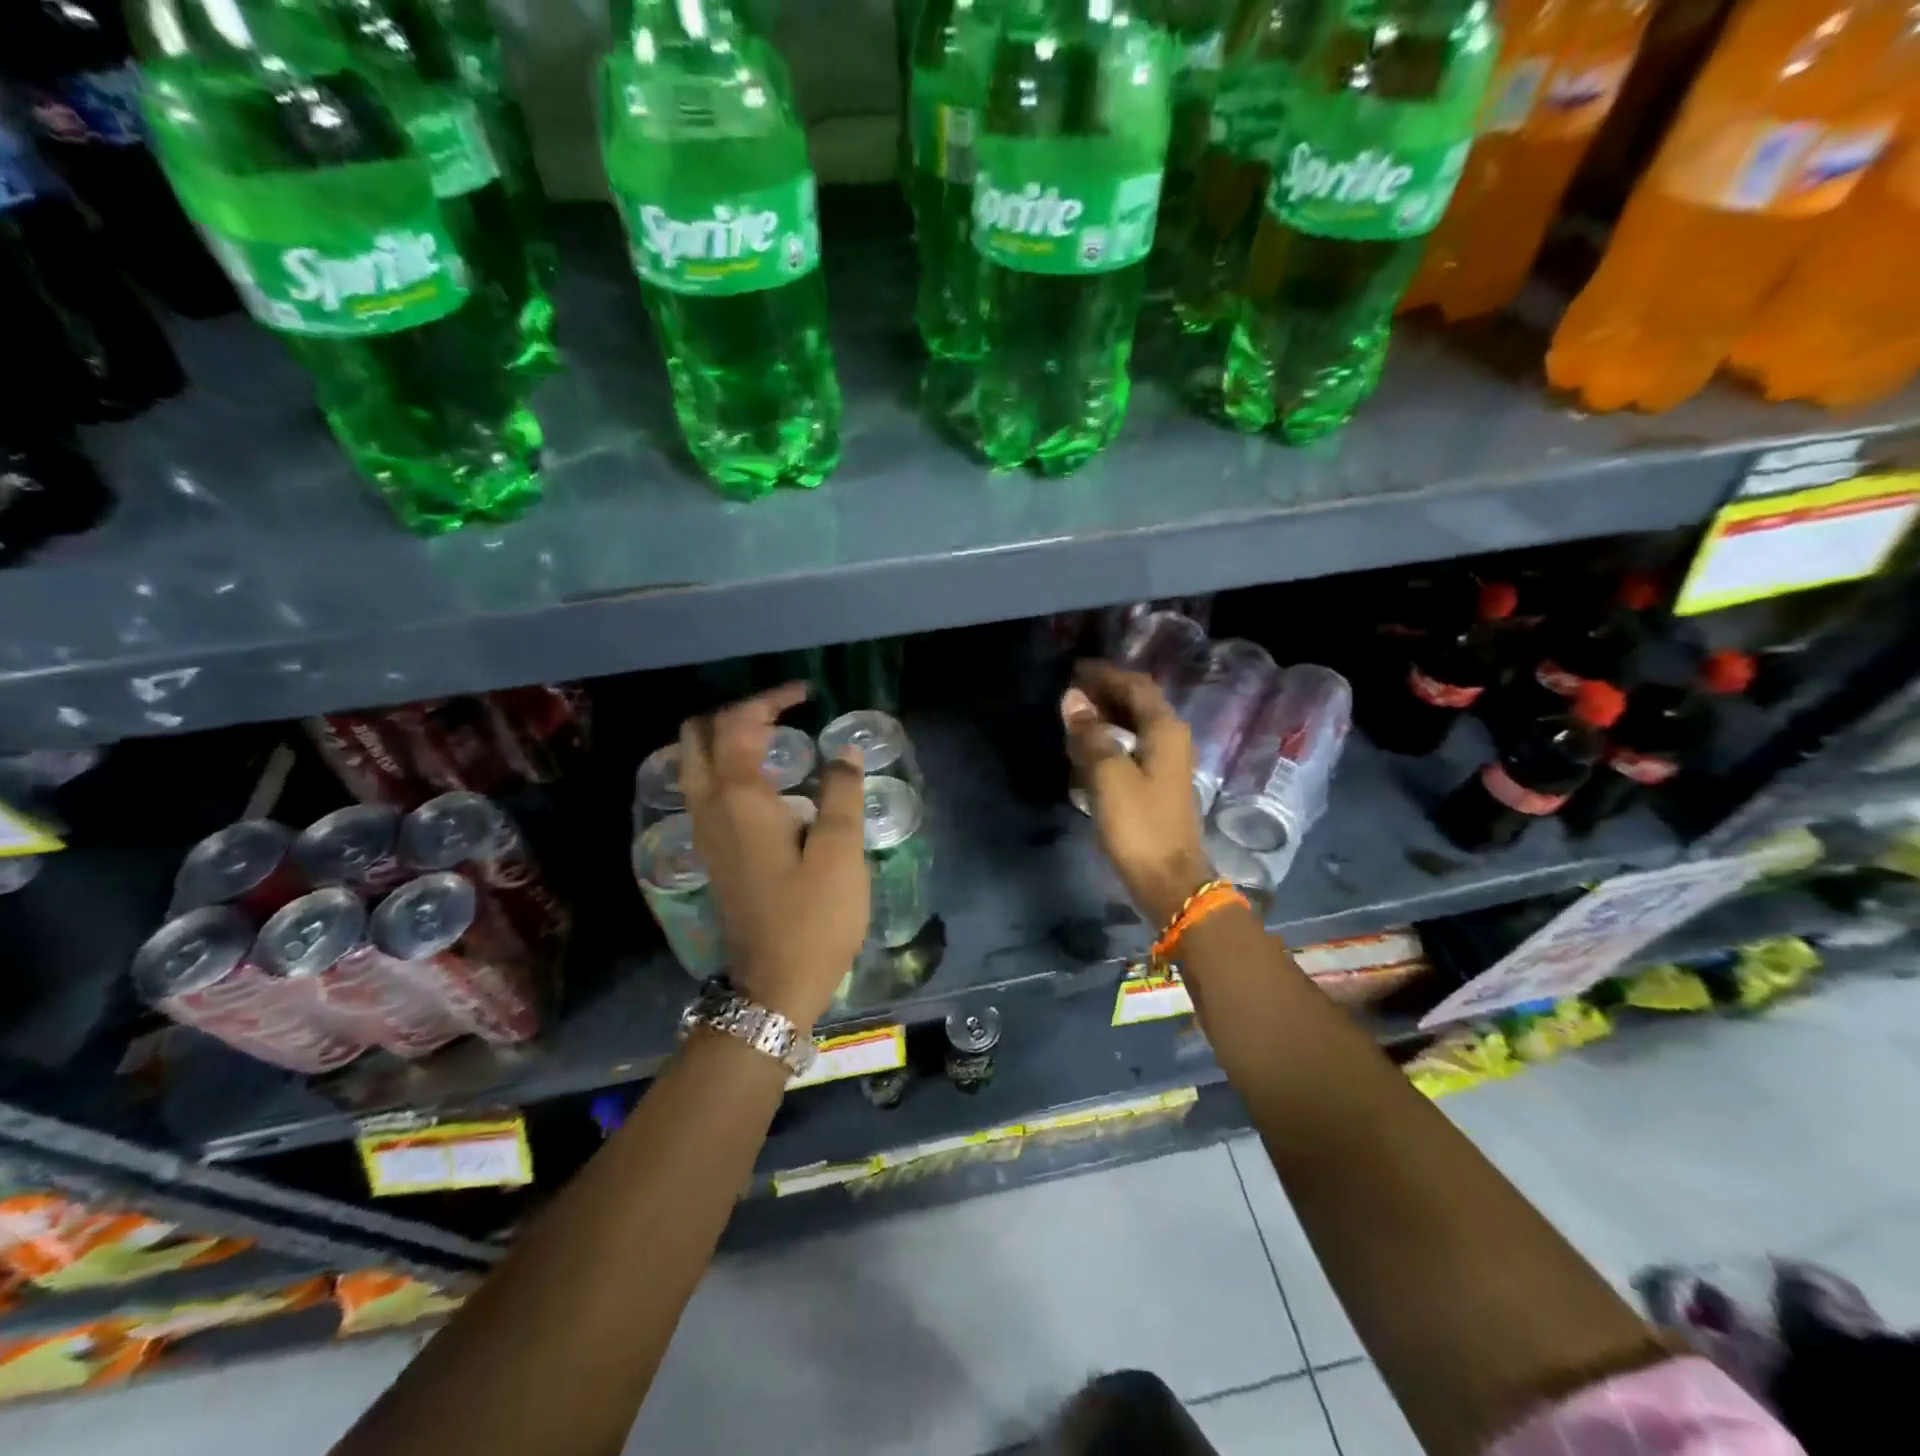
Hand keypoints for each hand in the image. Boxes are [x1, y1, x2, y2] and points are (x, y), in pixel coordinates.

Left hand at [678, 684, 868, 1032]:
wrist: (775, 984)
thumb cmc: (813, 917)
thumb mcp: (841, 852)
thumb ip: (842, 792)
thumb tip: (844, 751)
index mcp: (739, 799)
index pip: (738, 724)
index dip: (771, 699)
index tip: (808, 693)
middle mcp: (709, 807)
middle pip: (698, 734)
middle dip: (736, 711)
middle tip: (781, 711)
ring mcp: (704, 831)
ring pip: (695, 761)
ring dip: (725, 736)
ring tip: (774, 736)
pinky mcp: (712, 851)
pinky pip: (704, 787)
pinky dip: (724, 764)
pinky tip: (763, 778)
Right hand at [1061, 661, 1212, 926]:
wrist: (1169, 880)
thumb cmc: (1139, 825)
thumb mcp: (1109, 776)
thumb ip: (1090, 734)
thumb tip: (1072, 699)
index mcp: (1165, 730)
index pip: (1135, 686)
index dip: (1106, 674)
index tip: (1075, 669)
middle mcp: (1171, 740)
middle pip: (1138, 703)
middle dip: (1105, 693)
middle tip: (1070, 691)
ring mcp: (1166, 764)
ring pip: (1135, 726)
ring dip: (1107, 717)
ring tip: (1074, 716)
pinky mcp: (1157, 786)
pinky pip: (1132, 749)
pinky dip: (1110, 740)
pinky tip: (1088, 750)